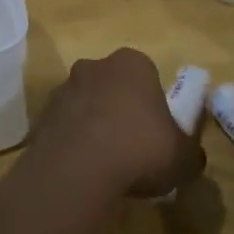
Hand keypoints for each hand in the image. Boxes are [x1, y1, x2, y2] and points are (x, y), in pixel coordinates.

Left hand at [29, 48, 205, 199]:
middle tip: (131, 146)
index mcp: (133, 64)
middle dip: (119, 109)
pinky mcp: (41, 114)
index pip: (147, 74)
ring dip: (93, 124)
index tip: (156, 130)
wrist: (77, 170)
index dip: (152, 102)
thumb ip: (190, 152)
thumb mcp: (183, 157)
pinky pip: (64, 126)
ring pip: (86, 104)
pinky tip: (81, 169)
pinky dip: (72, 142)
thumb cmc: (140, 150)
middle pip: (112, 85)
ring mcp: (64, 88)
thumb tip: (192, 156)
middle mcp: (95, 66)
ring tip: (104, 163)